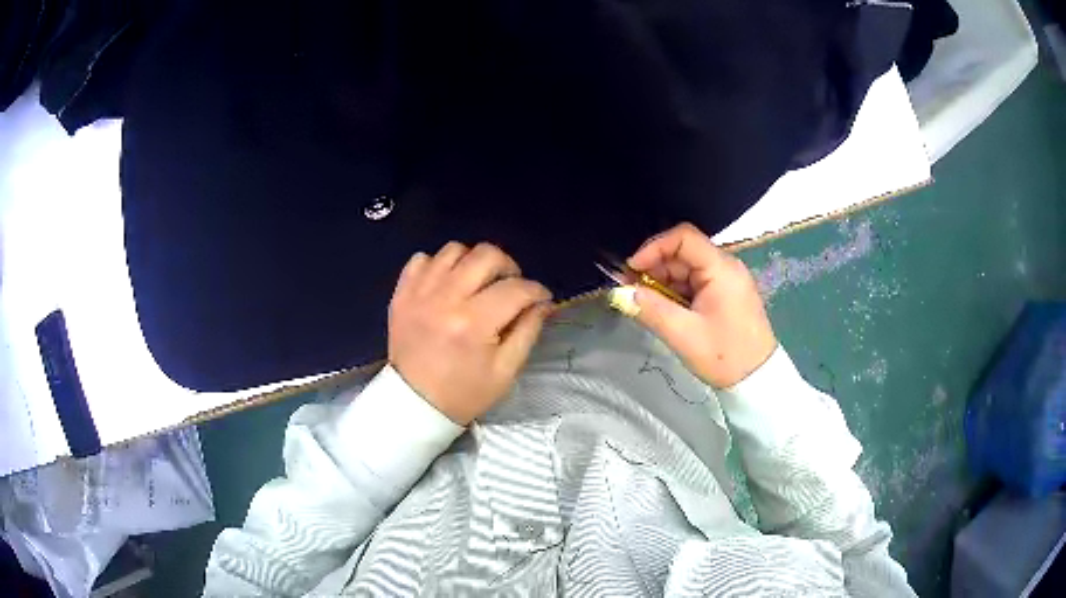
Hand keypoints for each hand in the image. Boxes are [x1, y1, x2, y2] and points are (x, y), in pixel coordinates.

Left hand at [388, 242, 552, 424]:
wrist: (414, 403)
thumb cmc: (464, 392)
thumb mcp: (506, 371)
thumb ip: (528, 331)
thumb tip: (542, 303)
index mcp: (474, 323)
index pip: (516, 289)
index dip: (537, 290)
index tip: (541, 298)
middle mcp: (445, 298)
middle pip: (486, 255)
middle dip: (508, 266)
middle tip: (510, 285)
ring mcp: (419, 292)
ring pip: (454, 250)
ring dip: (473, 262)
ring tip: (477, 283)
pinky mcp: (402, 293)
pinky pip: (422, 259)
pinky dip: (438, 266)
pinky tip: (446, 285)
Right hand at [626, 223, 776, 387]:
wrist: (757, 380)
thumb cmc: (723, 356)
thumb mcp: (683, 334)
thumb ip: (650, 309)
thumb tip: (619, 293)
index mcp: (721, 268)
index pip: (683, 238)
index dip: (653, 248)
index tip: (631, 270)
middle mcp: (726, 266)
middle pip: (683, 252)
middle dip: (655, 267)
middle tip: (631, 290)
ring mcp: (728, 280)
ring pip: (688, 268)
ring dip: (664, 281)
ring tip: (645, 303)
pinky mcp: (727, 294)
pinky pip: (696, 282)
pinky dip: (677, 292)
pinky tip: (664, 309)